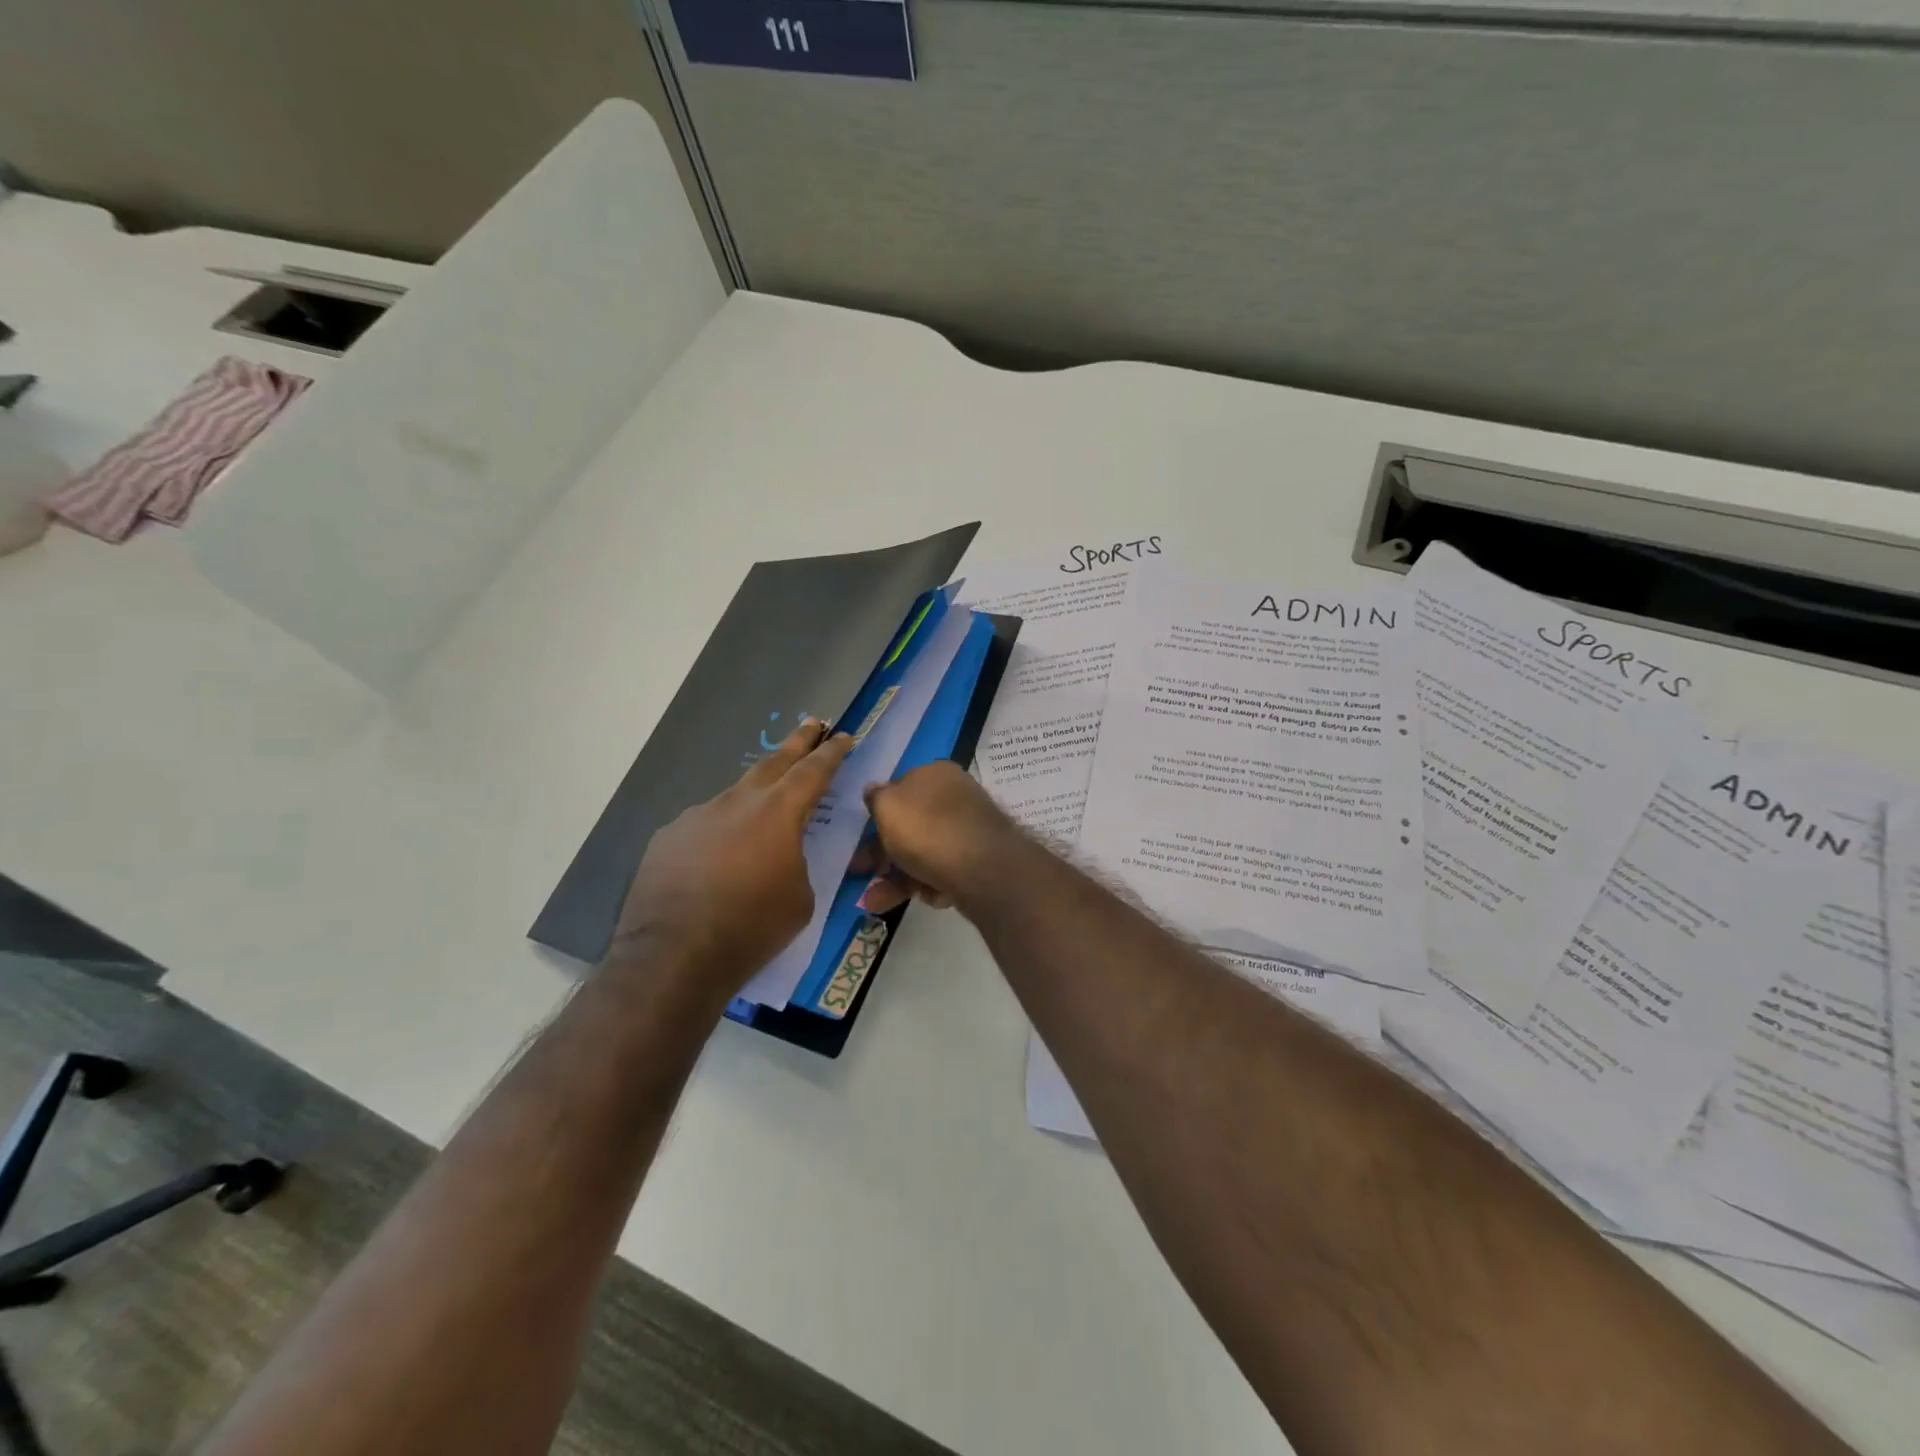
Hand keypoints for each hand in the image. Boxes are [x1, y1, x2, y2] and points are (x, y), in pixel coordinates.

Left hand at [609, 719, 853, 997]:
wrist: (674, 955)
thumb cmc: (753, 927)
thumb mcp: (801, 898)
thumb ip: (798, 863)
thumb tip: (783, 857)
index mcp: (778, 812)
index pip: (813, 771)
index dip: (832, 752)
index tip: (844, 736)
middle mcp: (737, 802)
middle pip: (773, 762)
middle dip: (797, 742)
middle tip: (813, 724)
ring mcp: (697, 816)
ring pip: (735, 796)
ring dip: (755, 796)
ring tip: (764, 810)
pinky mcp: (668, 837)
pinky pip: (704, 826)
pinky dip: (720, 832)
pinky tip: (717, 858)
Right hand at [858, 761, 1022, 914]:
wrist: (984, 868)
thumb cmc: (928, 830)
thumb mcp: (888, 806)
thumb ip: (876, 798)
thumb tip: (874, 791)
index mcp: (935, 774)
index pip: (898, 790)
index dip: (876, 817)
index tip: (858, 841)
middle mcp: (955, 796)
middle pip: (910, 826)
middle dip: (882, 855)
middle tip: (861, 876)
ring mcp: (969, 829)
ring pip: (924, 853)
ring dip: (896, 879)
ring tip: (876, 902)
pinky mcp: (978, 860)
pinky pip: (945, 871)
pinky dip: (929, 885)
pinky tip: (927, 897)